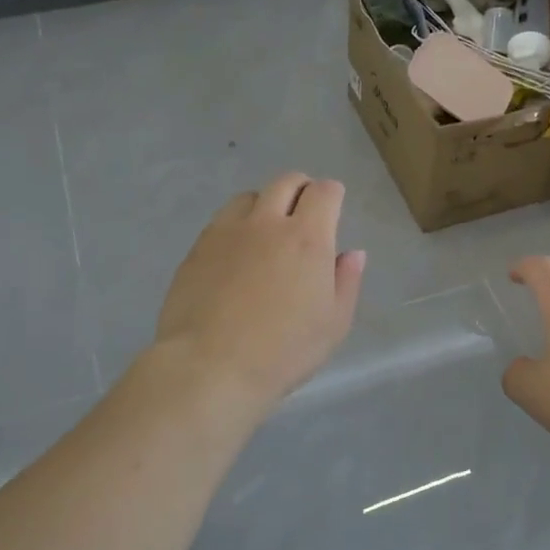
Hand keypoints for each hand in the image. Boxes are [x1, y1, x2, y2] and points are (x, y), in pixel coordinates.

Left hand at [154, 173, 366, 410]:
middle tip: (305, 211)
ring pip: (250, 197)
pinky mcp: (198, 248)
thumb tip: (352, 254)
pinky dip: (237, 225)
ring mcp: (227, 232)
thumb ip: (346, 282)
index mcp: (307, 239)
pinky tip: (237, 253)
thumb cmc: (283, 352)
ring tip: (267, 230)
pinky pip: (222, 220)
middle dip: (301, 189)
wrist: (209, 367)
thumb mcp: (333, 325)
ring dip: (265, 204)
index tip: (333, 207)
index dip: (332, 194)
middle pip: (286, 182)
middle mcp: (267, 223)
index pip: (323, 193)